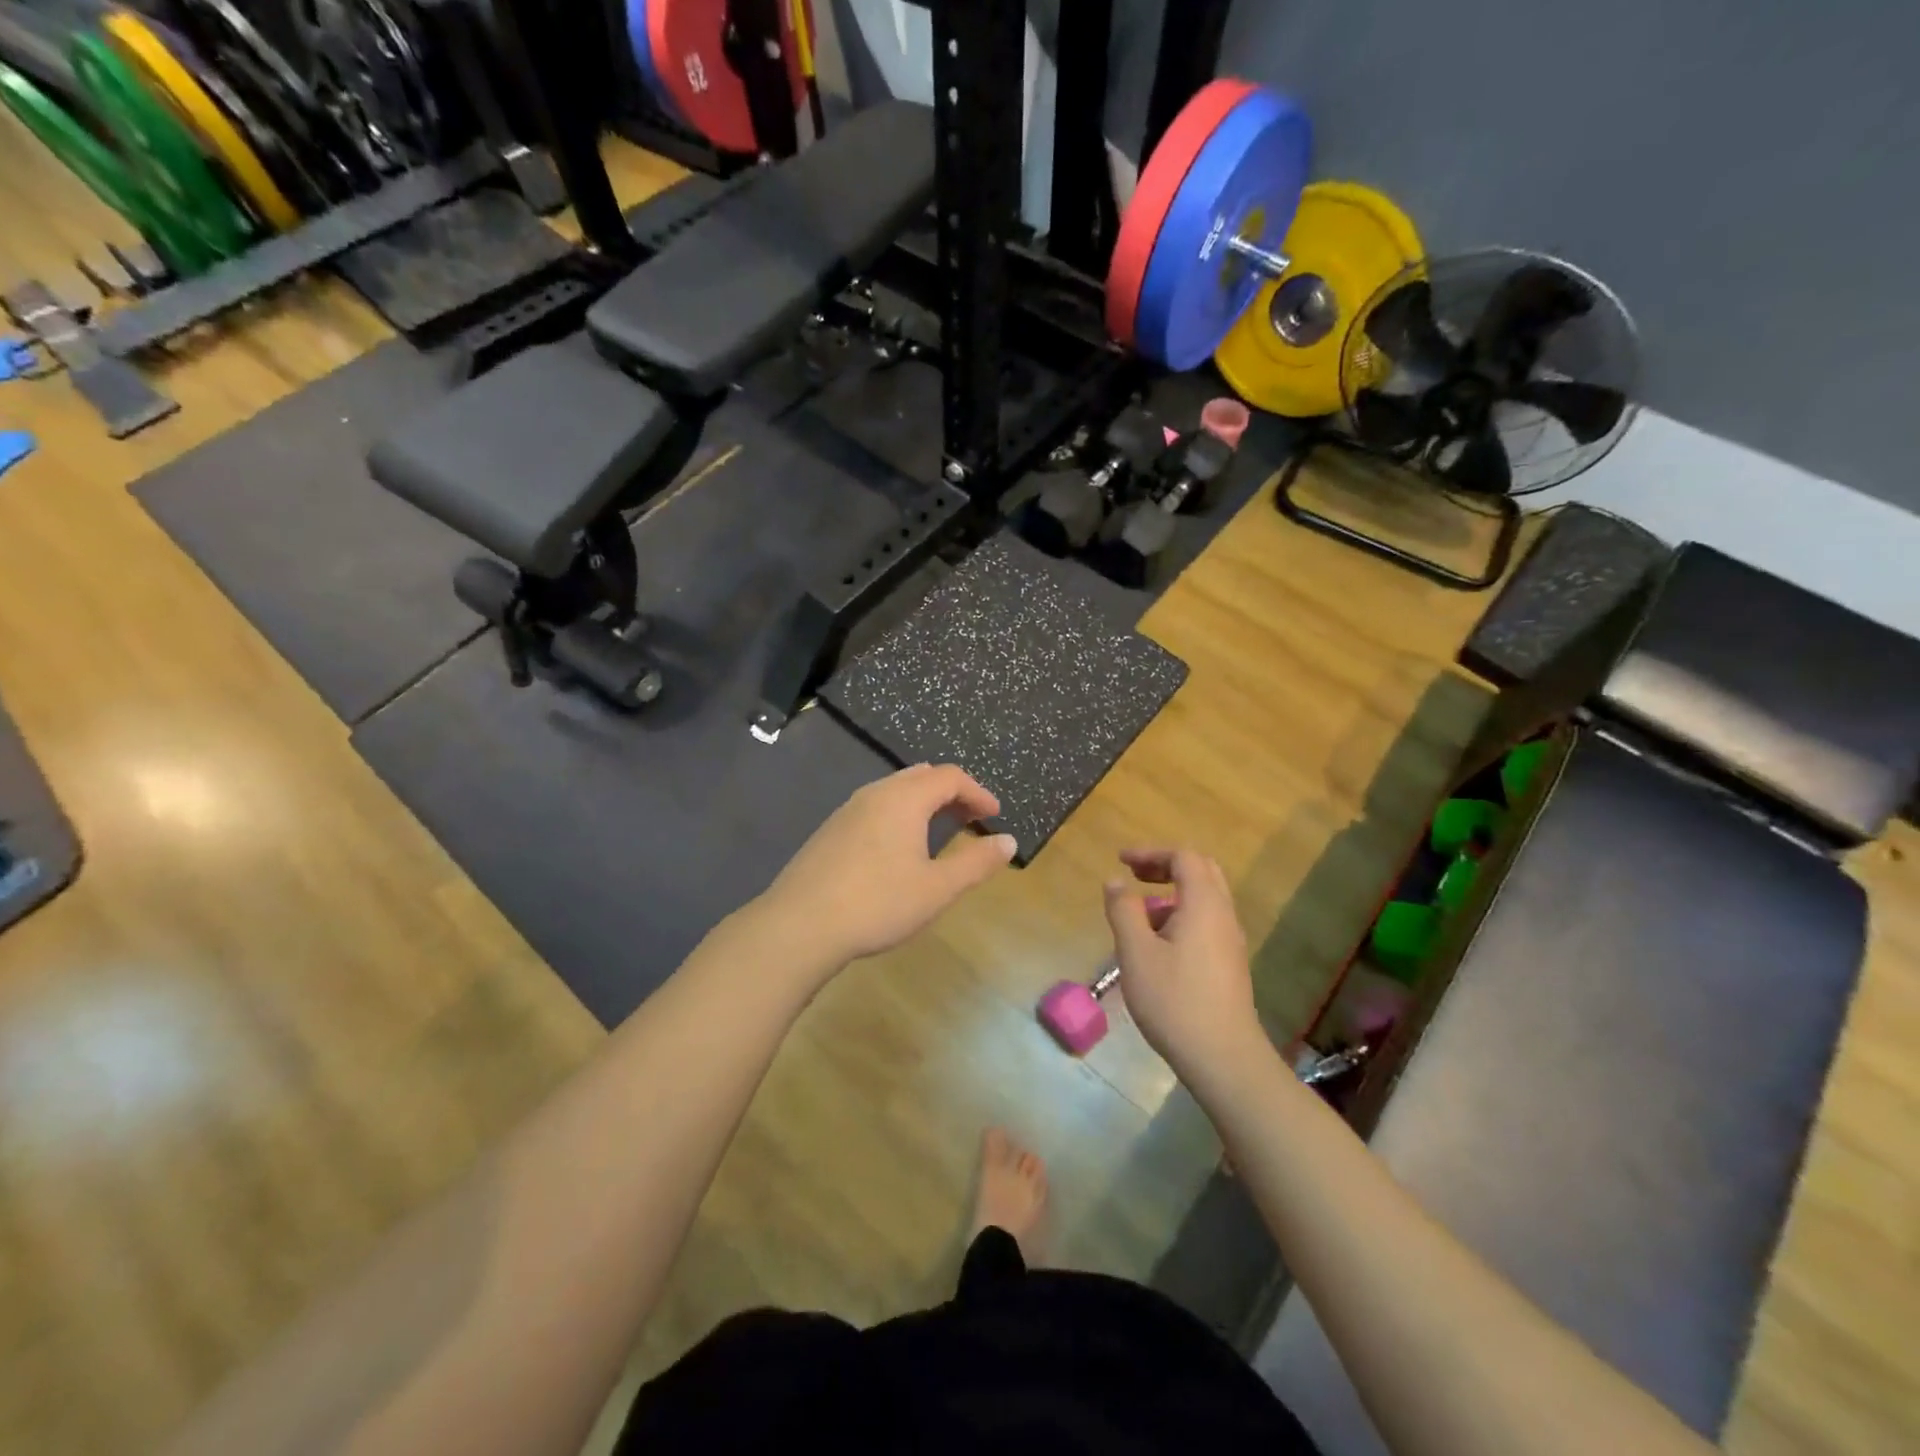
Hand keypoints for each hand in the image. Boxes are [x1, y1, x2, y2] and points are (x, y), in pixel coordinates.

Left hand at [759, 764, 1016, 969]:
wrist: (799, 925)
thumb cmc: (877, 903)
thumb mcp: (937, 888)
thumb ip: (976, 862)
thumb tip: (1008, 841)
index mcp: (905, 798)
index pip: (950, 777)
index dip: (978, 792)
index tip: (995, 815)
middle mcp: (876, 793)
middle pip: (921, 776)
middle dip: (951, 792)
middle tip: (971, 818)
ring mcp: (848, 810)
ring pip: (895, 790)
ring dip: (924, 803)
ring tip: (939, 830)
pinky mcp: (830, 830)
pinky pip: (875, 807)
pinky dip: (899, 814)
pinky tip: (898, 848)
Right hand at [1103, 848, 1260, 1076]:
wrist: (1223, 1058)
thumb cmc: (1175, 1001)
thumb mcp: (1136, 953)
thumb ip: (1124, 910)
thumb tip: (1116, 881)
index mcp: (1204, 904)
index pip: (1183, 858)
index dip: (1151, 853)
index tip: (1121, 861)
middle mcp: (1223, 915)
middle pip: (1201, 872)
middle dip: (1165, 867)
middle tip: (1134, 876)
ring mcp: (1230, 941)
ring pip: (1205, 899)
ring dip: (1172, 894)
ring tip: (1139, 916)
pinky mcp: (1230, 964)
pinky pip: (1206, 922)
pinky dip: (1181, 916)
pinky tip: (1157, 946)